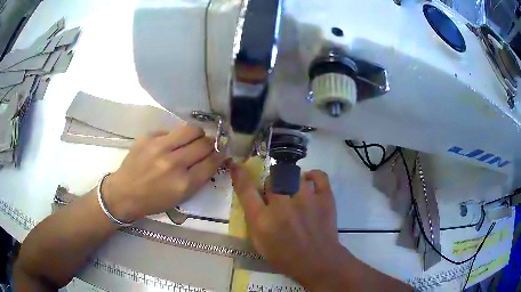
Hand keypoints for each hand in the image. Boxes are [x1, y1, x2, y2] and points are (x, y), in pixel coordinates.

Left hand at [102, 124, 224, 222]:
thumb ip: (198, 178)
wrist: (124, 193)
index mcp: (183, 183)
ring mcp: (159, 147)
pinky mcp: (148, 137)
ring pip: (191, 129)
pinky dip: (175, 137)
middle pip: (204, 143)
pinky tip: (168, 146)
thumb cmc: (153, 201)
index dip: (221, 155)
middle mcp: (173, 163)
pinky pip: (171, 131)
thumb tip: (213, 158)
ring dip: (197, 134)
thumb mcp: (180, 197)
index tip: (223, 152)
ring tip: (192, 140)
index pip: (212, 162)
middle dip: (211, 144)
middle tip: (207, 146)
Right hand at [230, 164, 354, 289]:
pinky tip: (309, 181)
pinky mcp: (325, 198)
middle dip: (272, 186)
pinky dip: (313, 175)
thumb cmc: (285, 257)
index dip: (239, 175)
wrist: (318, 262)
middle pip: (272, 179)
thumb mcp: (259, 244)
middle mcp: (282, 205)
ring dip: (291, 183)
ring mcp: (306, 199)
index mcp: (263, 219)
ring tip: (295, 193)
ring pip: (294, 175)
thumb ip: (252, 220)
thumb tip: (252, 199)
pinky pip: (319, 176)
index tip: (237, 166)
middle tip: (278, 197)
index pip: (246, 190)